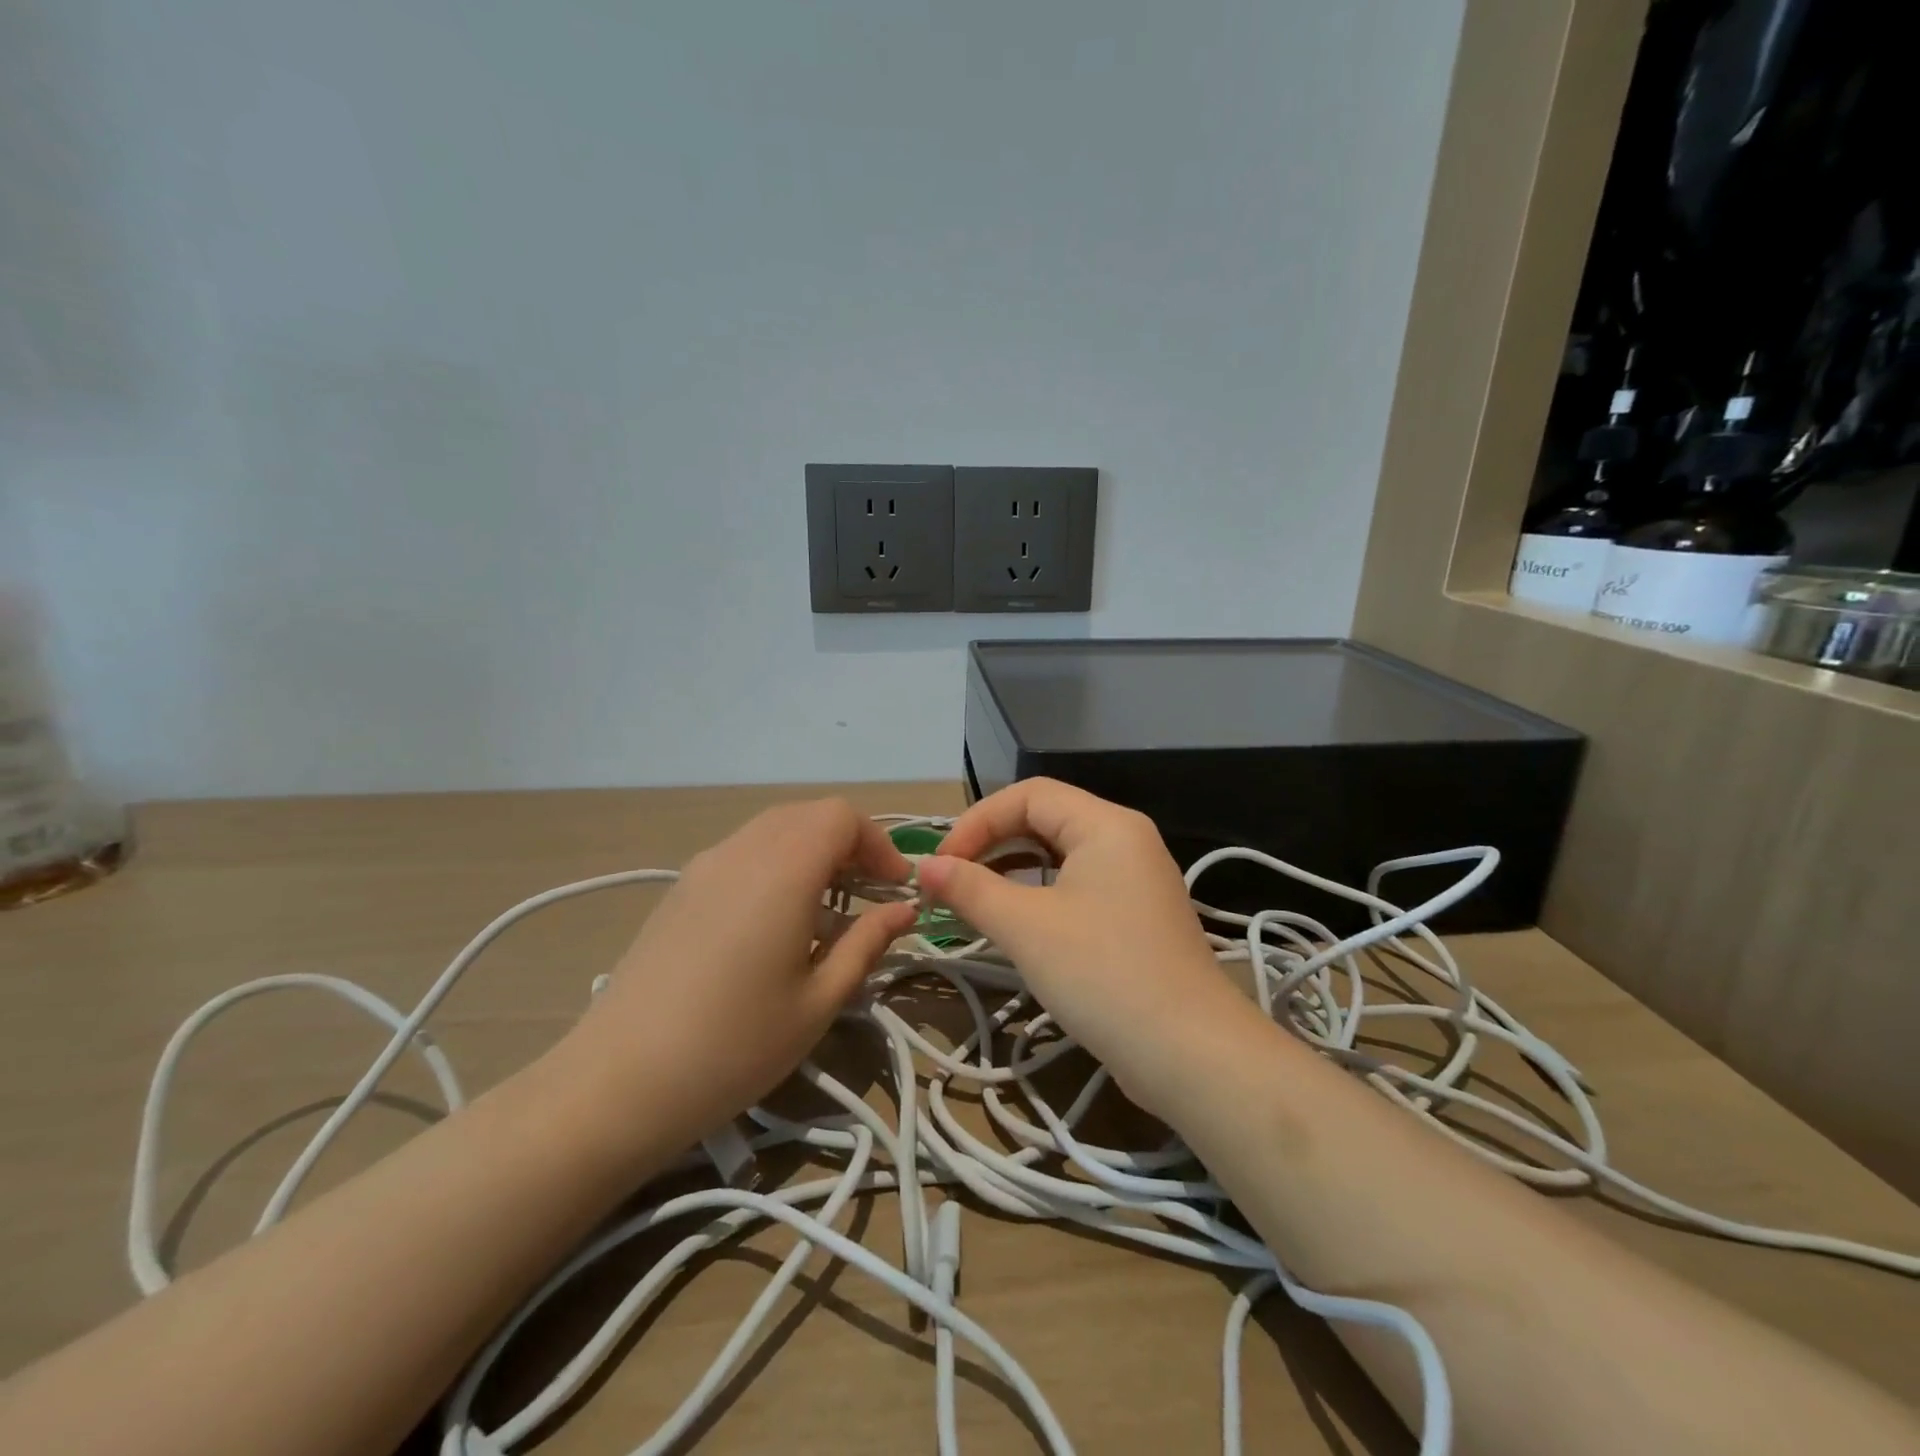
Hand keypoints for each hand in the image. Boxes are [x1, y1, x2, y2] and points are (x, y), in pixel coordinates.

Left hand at [555, 799, 917, 1155]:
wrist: (618, 1083)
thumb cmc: (735, 1045)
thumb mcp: (819, 1001)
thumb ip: (867, 943)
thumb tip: (904, 910)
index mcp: (782, 870)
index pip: (841, 816)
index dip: (878, 843)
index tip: (895, 889)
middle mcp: (741, 851)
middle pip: (808, 815)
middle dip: (848, 844)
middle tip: (868, 895)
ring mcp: (703, 866)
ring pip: (773, 830)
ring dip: (811, 853)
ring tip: (826, 911)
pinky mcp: (679, 889)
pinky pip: (742, 853)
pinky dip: (776, 865)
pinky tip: (775, 924)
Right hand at [917, 779, 1258, 1115]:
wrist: (1190, 1054)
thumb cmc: (1104, 975)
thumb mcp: (1027, 928)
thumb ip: (971, 889)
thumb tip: (924, 867)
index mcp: (1106, 824)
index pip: (1029, 795)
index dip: (978, 821)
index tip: (942, 864)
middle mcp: (1126, 839)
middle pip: (1045, 818)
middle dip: (992, 842)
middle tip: (951, 880)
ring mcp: (1136, 878)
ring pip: (1060, 854)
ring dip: (1012, 869)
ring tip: (973, 898)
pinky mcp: (1136, 916)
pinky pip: (1078, 885)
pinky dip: (1039, 894)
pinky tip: (1015, 921)